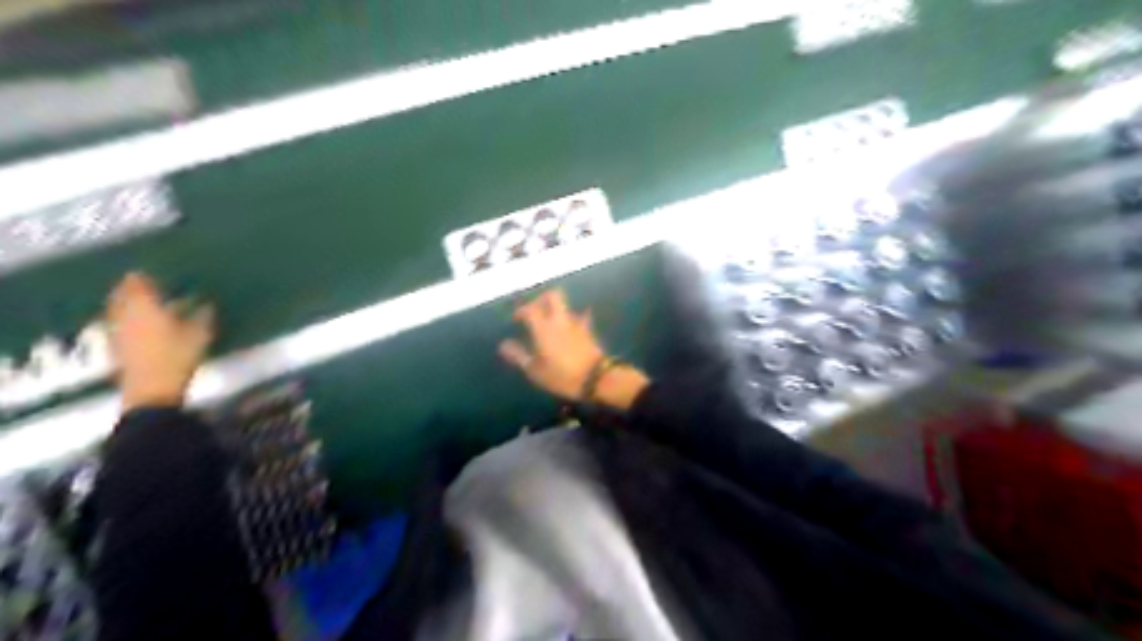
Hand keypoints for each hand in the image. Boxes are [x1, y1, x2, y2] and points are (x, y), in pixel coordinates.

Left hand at [109, 271, 211, 409]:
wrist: (152, 389)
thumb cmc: (178, 356)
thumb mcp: (200, 334)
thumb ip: (203, 315)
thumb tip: (207, 303)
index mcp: (145, 306)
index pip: (138, 283)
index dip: (145, 276)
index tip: (155, 272)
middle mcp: (125, 314)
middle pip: (123, 294)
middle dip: (133, 288)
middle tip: (149, 285)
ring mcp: (117, 330)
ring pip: (118, 309)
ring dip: (128, 303)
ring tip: (145, 303)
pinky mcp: (116, 346)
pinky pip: (118, 323)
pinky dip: (127, 319)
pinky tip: (142, 324)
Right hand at [502, 288, 649, 407]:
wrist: (596, 378)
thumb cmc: (562, 376)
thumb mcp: (535, 371)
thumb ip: (519, 355)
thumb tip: (503, 345)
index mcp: (544, 328)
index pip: (530, 309)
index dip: (521, 310)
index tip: (516, 319)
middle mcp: (560, 320)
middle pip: (553, 296)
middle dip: (542, 299)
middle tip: (535, 311)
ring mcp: (577, 323)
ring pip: (566, 307)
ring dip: (557, 310)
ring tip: (550, 323)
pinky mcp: (588, 330)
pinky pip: (581, 317)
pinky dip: (574, 319)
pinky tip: (571, 327)